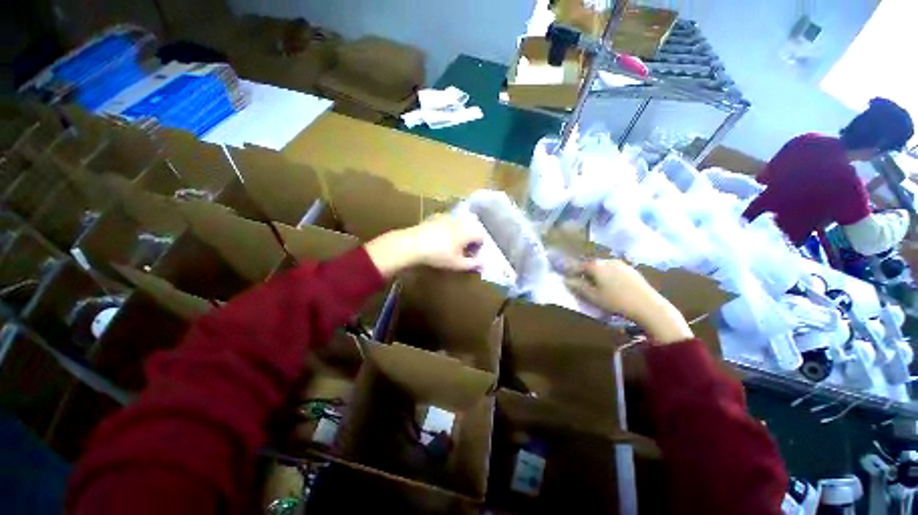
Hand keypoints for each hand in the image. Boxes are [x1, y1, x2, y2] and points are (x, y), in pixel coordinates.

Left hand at [365, 213, 484, 277]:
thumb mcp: (457, 264)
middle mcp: (461, 220)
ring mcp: (448, 216)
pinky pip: (448, 221)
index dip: (479, 247)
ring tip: (453, 244)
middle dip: (471, 237)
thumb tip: (482, 263)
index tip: (471, 255)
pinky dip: (449, 228)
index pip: (481, 236)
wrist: (413, 244)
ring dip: (461, 232)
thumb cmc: (438, 255)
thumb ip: (472, 264)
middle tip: (464, 249)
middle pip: (473, 227)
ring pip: (461, 222)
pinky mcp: (436, 216)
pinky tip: (440, 238)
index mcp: (469, 230)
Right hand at [564, 259, 692, 343]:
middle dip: (583, 273)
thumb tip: (566, 280)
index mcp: (595, 266)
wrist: (648, 306)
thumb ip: (578, 287)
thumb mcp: (593, 297)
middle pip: (590, 265)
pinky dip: (607, 275)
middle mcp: (607, 260)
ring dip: (596, 274)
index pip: (577, 266)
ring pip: (602, 267)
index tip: (565, 278)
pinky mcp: (631, 269)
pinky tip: (611, 286)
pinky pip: (613, 270)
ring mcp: (621, 263)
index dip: (570, 272)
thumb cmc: (616, 301)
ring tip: (595, 285)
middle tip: (580, 283)